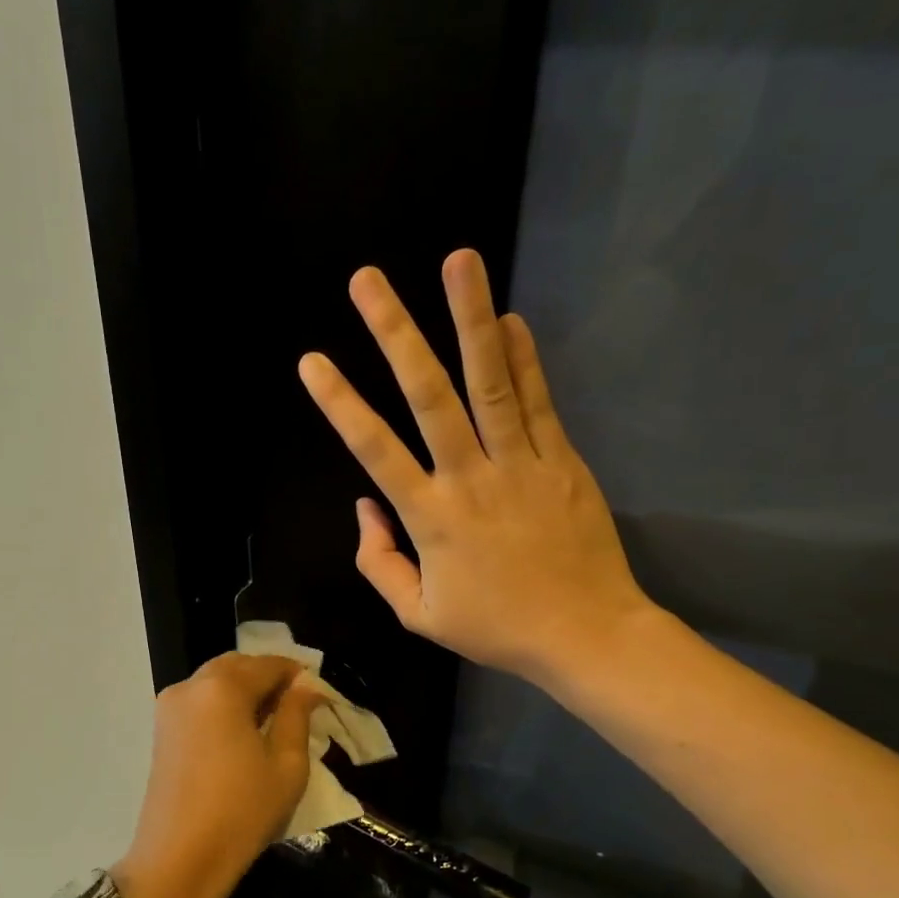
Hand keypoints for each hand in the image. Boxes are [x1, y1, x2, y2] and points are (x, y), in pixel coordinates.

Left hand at [114, 654, 319, 897]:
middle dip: (268, 678)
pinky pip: (200, 701)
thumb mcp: (287, 764)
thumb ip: (297, 715)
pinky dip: (223, 705)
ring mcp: (169, 707)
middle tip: (296, 706)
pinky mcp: (161, 729)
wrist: (180, 860)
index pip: (268, 664)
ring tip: (272, 722)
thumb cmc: (242, 811)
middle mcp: (191, 686)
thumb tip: (306, 686)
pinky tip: (242, 734)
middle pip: (237, 666)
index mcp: (223, 688)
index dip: (297, 674)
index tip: (318, 694)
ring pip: (215, 681)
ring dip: (245, 690)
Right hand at [298, 249, 655, 685]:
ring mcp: (522, 465)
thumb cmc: (497, 628)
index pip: (375, 450)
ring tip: (458, 262)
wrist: (586, 635)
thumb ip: (380, 563)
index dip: (340, 404)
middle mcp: (471, 479)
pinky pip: (540, 402)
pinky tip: (510, 318)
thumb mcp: (418, 616)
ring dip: (471, 319)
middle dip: (395, 334)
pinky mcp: (563, 462)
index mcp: (431, 519)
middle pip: (429, 397)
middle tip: (368, 281)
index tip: (312, 361)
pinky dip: (525, 358)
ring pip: (491, 383)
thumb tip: (364, 509)